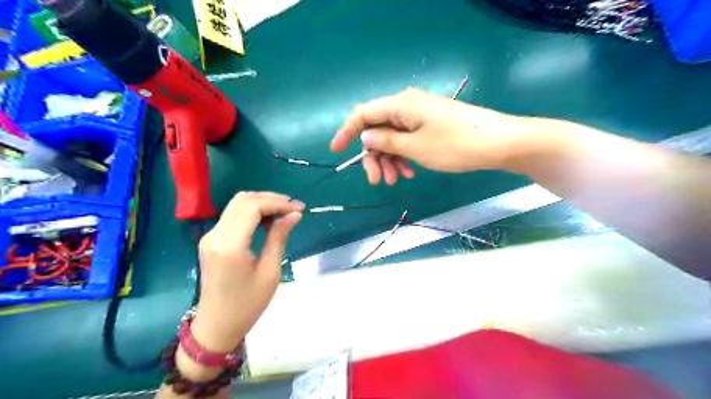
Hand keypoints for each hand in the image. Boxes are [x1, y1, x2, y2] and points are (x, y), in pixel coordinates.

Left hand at [190, 192, 300, 349]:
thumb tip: (294, 214)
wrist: (216, 326)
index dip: (278, 202)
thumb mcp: (270, 272)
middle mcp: (215, 235)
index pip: (252, 206)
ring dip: (262, 203)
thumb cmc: (247, 304)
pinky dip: (252, 212)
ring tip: (284, 212)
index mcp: (230, 245)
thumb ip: (279, 237)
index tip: (299, 209)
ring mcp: (210, 236)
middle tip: (293, 209)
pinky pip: (232, 215)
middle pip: (243, 200)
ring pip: (237, 204)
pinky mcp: (211, 240)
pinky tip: (268, 220)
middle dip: (271, 199)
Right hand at [331, 87, 523, 182]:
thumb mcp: (415, 147)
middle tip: (377, 180)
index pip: (363, 114)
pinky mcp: (430, 124)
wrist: (499, 143)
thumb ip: (386, 141)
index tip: (335, 150)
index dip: (346, 132)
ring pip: (392, 137)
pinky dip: (404, 156)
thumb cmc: (455, 145)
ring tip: (396, 181)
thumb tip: (365, 137)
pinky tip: (409, 172)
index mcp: (400, 105)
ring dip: (389, 159)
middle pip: (377, 128)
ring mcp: (420, 115)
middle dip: (373, 156)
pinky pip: (407, 139)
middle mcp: (407, 106)